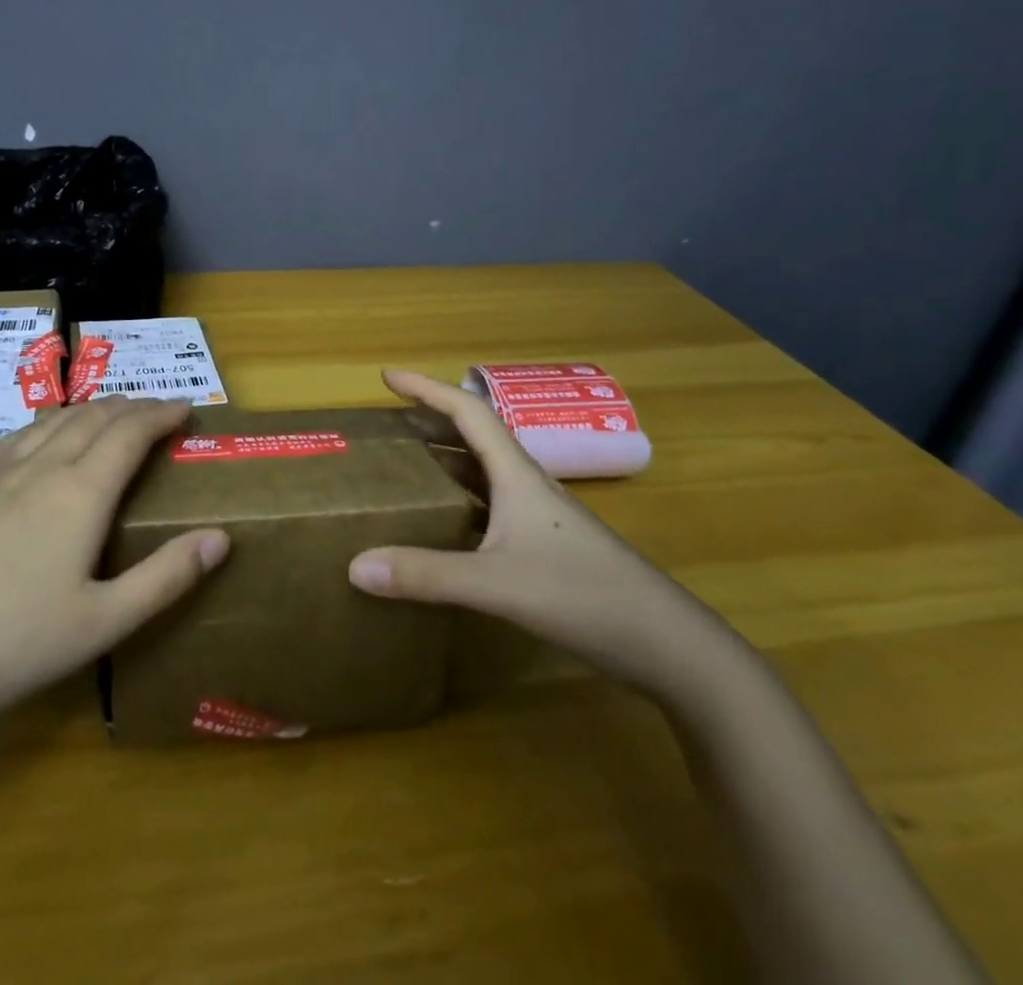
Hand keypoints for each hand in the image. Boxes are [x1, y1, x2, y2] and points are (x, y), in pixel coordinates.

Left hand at [0, 396, 230, 732]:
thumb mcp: (101, 624)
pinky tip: (38, 441)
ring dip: (88, 410)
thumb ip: (165, 578)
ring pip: (51, 422)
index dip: (161, 414)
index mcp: (79, 493)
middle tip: (155, 409)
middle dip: (130, 406)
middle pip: (92, 418)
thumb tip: (221, 538)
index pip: (130, 433)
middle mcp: (38, 468)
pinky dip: (45, 426)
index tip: (185, 407)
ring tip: (107, 414)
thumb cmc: (8, 644)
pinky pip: (14, 439)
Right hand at [349, 369, 722, 693]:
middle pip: (474, 436)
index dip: (427, 389)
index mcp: (516, 474)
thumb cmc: (583, 595)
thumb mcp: (496, 584)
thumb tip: (355, 565)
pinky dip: (458, 500)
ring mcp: (539, 516)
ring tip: (406, 464)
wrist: (667, 645)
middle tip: (390, 421)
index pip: (468, 412)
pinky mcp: (545, 546)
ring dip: (445, 459)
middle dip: (431, 420)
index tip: (388, 377)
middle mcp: (526, 485)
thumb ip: (426, 575)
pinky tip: (442, 524)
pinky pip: (489, 506)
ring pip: (483, 472)